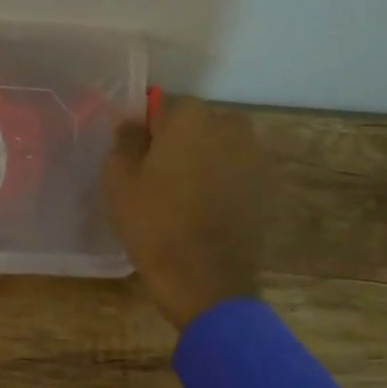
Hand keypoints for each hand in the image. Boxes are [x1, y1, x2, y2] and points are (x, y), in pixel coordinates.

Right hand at [103, 96, 264, 329]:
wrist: (207, 281)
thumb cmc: (154, 225)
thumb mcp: (118, 181)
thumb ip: (124, 141)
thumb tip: (134, 125)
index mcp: (190, 116)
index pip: (161, 106)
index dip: (147, 130)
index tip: (137, 157)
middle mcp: (230, 125)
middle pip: (195, 124)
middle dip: (178, 142)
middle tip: (158, 178)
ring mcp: (255, 155)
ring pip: (218, 147)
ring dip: (203, 161)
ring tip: (184, 196)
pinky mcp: (268, 186)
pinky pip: (236, 172)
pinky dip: (223, 182)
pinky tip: (207, 210)